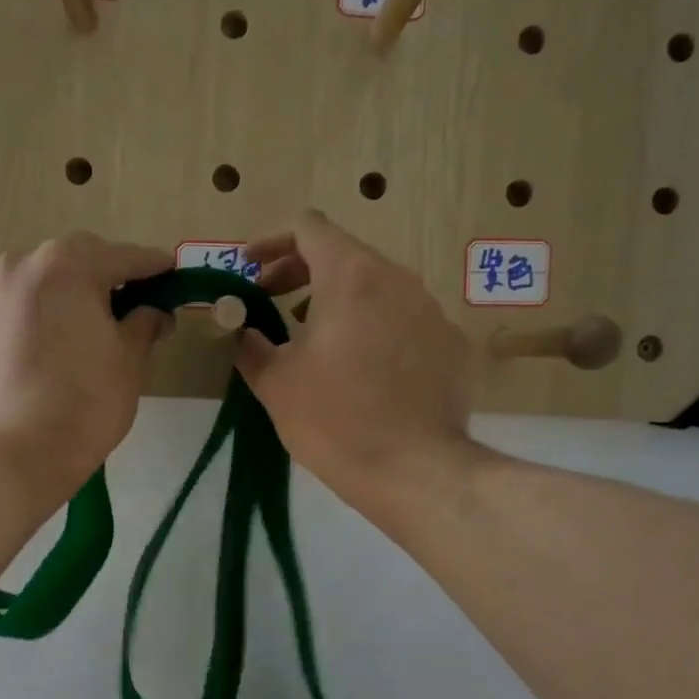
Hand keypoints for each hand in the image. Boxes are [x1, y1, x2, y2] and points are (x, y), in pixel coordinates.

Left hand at [0, 233, 172, 503]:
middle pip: (75, 264)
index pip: (123, 257)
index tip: (172, 273)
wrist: (14, 452)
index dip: (154, 267)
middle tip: (130, 308)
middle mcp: (20, 267)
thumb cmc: (85, 400)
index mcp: (66, 265)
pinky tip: (47, 353)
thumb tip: (154, 312)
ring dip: (65, 299)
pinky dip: (35, 322)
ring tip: (84, 332)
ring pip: (39, 287)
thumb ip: (145, 324)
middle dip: (104, 280)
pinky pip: (14, 314)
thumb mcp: (130, 359)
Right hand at [236, 210, 474, 521]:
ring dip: (338, 301)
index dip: (270, 241)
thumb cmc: (335, 420)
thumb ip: (252, 346)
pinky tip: (362, 371)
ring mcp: (432, 311)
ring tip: (314, 339)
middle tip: (270, 303)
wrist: (414, 471)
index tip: (249, 269)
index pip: (307, 227)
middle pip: (343, 255)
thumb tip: (246, 334)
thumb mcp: (276, 383)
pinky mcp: (452, 345)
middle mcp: (398, 280)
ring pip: (376, 288)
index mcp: (351, 277)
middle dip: (299, 272)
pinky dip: (374, 330)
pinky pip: (404, 321)